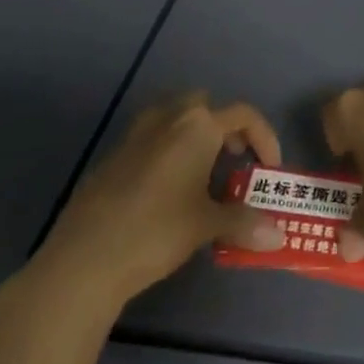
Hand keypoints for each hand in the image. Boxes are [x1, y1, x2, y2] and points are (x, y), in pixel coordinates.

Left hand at [12, 93, 287, 311]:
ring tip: (203, 176)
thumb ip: (244, 223)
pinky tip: (167, 192)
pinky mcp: (113, 155)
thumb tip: (278, 236)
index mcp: (198, 126)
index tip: (269, 169)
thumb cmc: (156, 231)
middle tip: (234, 161)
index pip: (244, 114)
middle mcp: (168, 117)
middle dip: (224, 127)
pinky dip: (168, 152)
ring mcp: (135, 134)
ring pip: (174, 118)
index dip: (264, 137)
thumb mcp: (206, 226)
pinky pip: (151, 139)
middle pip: (205, 105)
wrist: (84, 258)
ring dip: (194, 136)